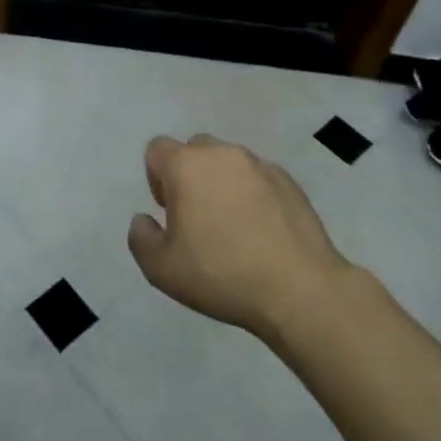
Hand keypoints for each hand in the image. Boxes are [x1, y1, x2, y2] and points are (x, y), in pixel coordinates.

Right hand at [127, 134, 350, 340]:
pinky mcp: (290, 181)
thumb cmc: (222, 274)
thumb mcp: (161, 269)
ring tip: (233, 225)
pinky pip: (259, 177)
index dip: (156, 177)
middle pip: (194, 150)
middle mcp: (222, 154)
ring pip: (229, 162)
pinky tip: (262, 231)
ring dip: (223, 183)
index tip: (169, 211)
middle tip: (198, 217)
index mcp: (186, 165)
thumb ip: (141, 237)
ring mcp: (260, 165)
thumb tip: (144, 219)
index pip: (157, 149)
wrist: (300, 291)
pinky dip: (253, 194)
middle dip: (190, 175)